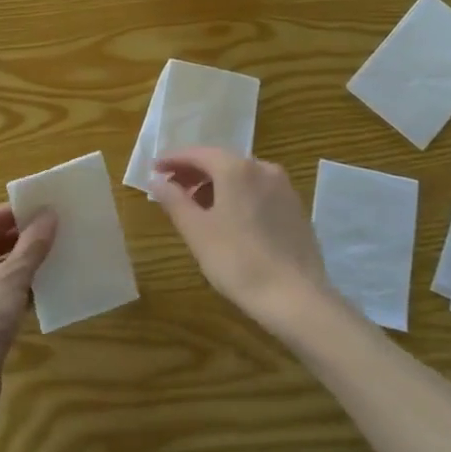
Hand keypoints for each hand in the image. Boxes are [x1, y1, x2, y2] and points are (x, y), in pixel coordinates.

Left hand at [0, 203, 56, 421]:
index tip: (53, 207)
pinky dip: (22, 289)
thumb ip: (32, 246)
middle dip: (26, 238)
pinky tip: (47, 290)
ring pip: (0, 270)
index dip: (21, 212)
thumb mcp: (10, 278)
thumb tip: (49, 215)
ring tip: (61, 256)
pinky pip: (2, 294)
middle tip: (62, 230)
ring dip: (27, 264)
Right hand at [152, 148, 349, 341]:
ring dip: (215, 184)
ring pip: (242, 176)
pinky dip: (237, 195)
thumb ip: (174, 200)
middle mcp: (263, 168)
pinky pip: (258, 191)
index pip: (198, 153)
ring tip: (196, 206)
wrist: (296, 298)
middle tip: (171, 188)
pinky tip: (228, 218)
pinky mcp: (296, 209)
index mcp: (237, 169)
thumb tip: (156, 181)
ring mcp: (284, 188)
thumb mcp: (197, 231)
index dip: (173, 159)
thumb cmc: (237, 261)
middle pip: (221, 161)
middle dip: (194, 172)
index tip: (154, 169)